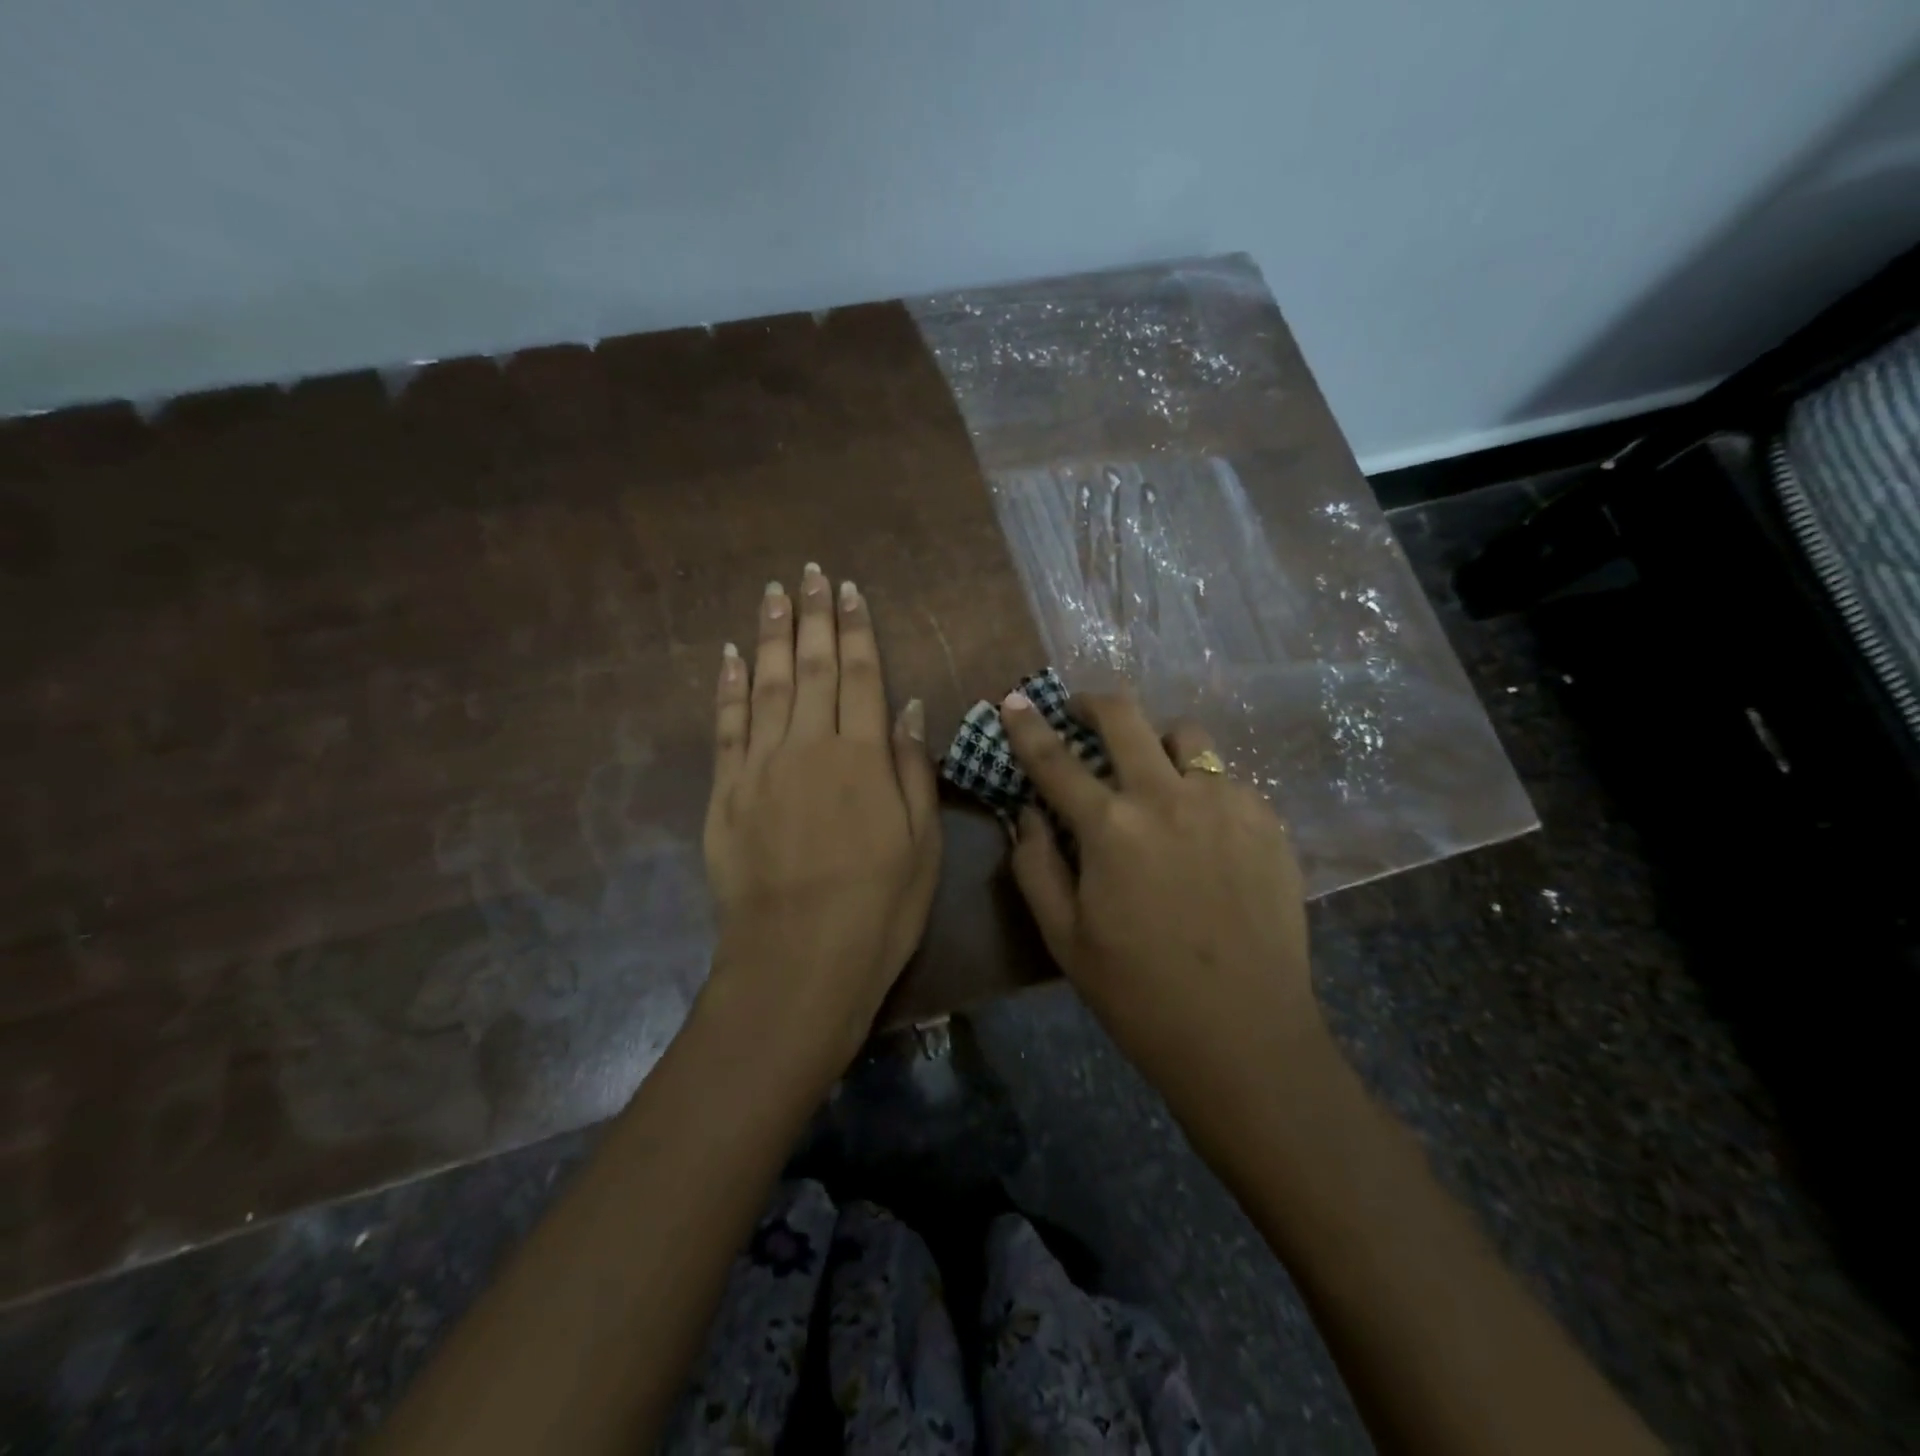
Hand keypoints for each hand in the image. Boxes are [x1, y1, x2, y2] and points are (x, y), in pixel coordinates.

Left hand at [702, 565, 940, 1067]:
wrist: (798, 963)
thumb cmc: (878, 909)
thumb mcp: (921, 844)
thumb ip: (913, 769)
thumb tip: (910, 707)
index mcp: (864, 757)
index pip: (862, 675)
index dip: (856, 629)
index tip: (848, 590)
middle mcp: (810, 747)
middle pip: (811, 666)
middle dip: (811, 616)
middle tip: (808, 572)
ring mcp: (761, 767)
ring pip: (764, 684)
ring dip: (768, 635)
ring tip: (772, 593)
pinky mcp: (725, 793)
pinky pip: (726, 727)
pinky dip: (726, 687)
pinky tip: (727, 655)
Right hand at [999, 691, 1323, 1106]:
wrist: (1245, 1036)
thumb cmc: (1138, 994)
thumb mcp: (1063, 937)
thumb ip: (1034, 865)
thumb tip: (1026, 812)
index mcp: (1111, 827)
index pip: (1055, 758)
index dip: (1028, 725)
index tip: (1015, 699)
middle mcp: (1168, 797)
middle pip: (1126, 717)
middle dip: (1094, 703)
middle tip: (1082, 712)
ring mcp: (1226, 803)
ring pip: (1186, 736)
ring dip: (1157, 742)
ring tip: (1152, 774)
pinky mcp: (1268, 821)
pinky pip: (1226, 779)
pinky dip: (1201, 786)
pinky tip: (1200, 828)